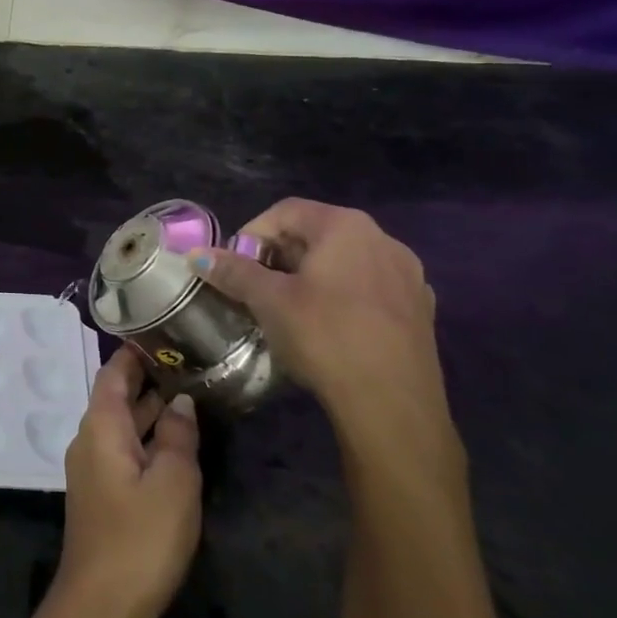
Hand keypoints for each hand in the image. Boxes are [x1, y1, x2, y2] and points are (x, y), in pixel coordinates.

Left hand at [49, 347, 201, 617]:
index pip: (115, 372)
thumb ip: (178, 436)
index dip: (137, 352)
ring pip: (124, 425)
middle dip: (150, 378)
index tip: (167, 332)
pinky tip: (178, 443)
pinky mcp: (102, 494)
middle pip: (117, 396)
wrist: (99, 607)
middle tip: (192, 361)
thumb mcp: (173, 483)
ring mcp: (94, 468)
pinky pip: (125, 450)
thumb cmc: (139, 539)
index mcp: (101, 425)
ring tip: (193, 393)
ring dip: (153, 410)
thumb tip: (180, 401)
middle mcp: (90, 438)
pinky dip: (149, 438)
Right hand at [193, 198, 461, 481]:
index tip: (235, 266)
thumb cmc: (325, 337)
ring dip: (311, 275)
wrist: (394, 406)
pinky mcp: (420, 309)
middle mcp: (382, 238)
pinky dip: (343, 295)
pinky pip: (369, 287)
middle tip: (256, 287)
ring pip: (345, 261)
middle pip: (317, 233)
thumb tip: (196, 255)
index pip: (285, 211)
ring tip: (290, 308)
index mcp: (345, 226)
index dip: (252, 234)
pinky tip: (331, 327)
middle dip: (280, 255)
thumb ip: (234, 272)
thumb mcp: (269, 301)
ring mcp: (408, 274)